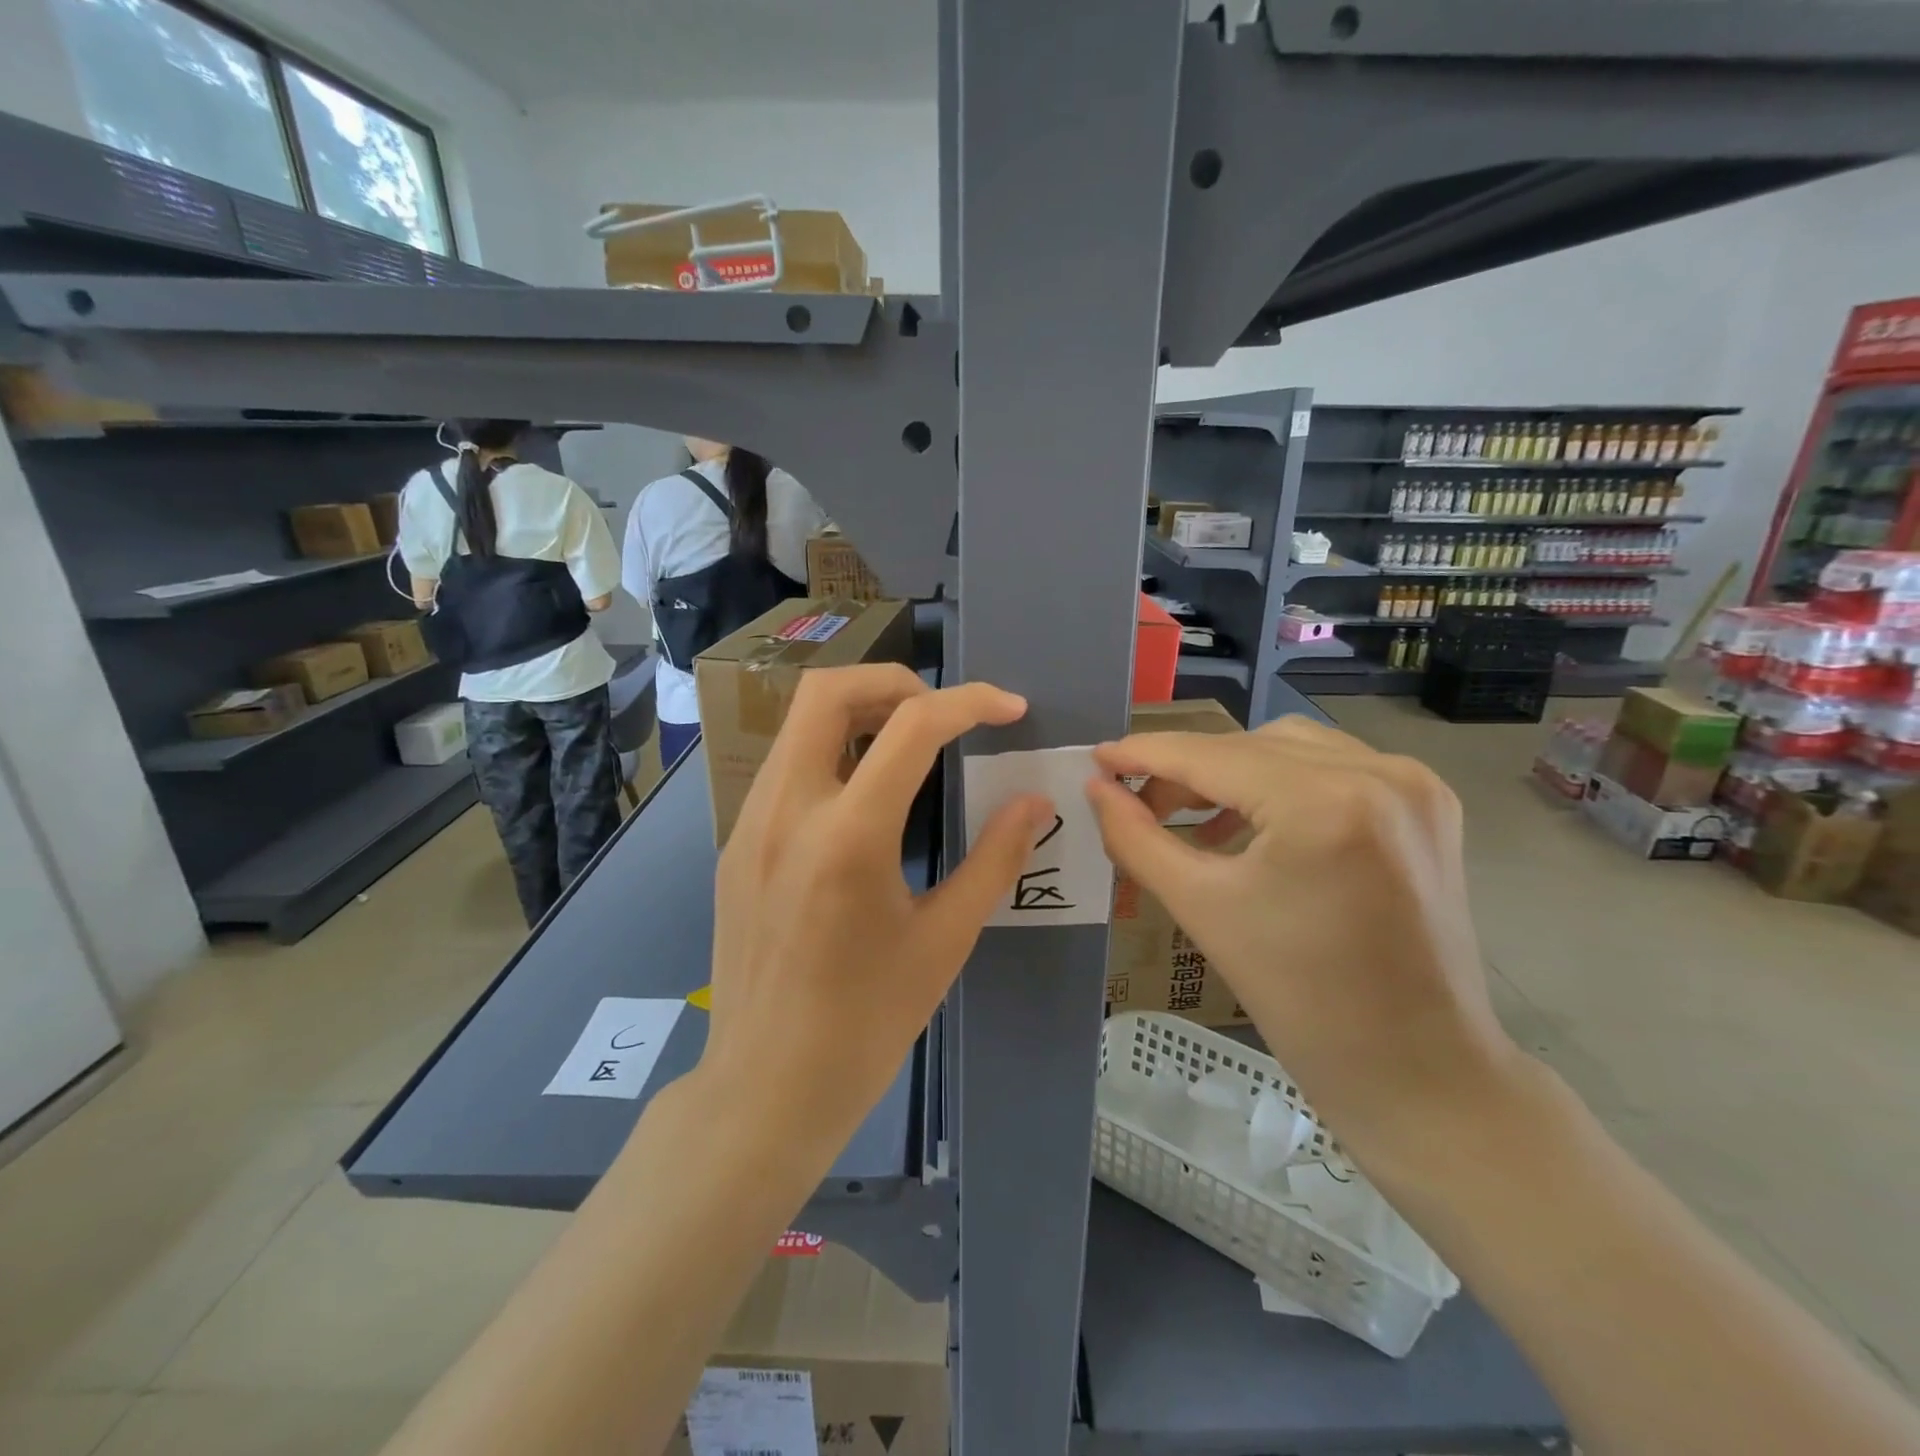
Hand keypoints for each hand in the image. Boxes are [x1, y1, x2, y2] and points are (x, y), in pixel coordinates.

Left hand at [700, 664, 1053, 1154]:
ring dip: (859, 713)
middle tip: (943, 713)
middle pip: (828, 691)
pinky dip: (832, 753)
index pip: (912, 726)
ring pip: (799, 724)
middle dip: (895, 681)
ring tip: (911, 747)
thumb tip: (1035, 803)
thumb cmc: (867, 1023)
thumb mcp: (945, 940)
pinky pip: (786, 767)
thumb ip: (995, 859)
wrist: (766, 1085)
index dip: (971, 702)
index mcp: (848, 837)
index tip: (1009, 708)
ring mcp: (750, 823)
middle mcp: (787, 811)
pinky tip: (864, 798)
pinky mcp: (736, 843)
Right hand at [1085, 716, 1523, 1167]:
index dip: (1145, 753)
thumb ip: (1136, 838)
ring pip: (1290, 747)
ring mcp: (1412, 784)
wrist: (1417, 1069)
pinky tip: (1250, 822)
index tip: (1097, 757)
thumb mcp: (1201, 908)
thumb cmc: (1299, 1000)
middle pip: (1249, 745)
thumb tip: (1096, 789)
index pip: (1210, 756)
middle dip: (1186, 769)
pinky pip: (1333, 767)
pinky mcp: (1427, 803)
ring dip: (1233, 771)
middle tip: (1138, 804)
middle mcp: (1377, 772)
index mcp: (1323, 803)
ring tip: (1193, 816)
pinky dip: (1281, 782)